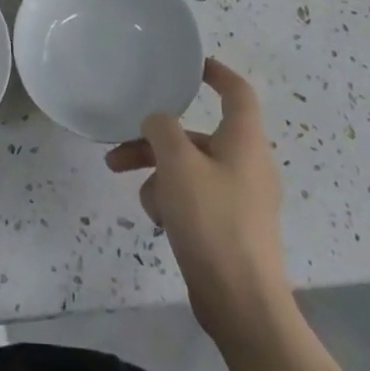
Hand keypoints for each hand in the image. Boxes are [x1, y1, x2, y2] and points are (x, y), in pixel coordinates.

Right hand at [105, 57, 288, 344]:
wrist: (243, 306)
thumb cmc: (213, 222)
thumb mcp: (177, 164)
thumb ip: (162, 129)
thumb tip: (158, 121)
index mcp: (245, 141)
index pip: (237, 91)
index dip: (215, 72)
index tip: (190, 65)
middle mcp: (247, 164)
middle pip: (198, 135)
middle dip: (157, 138)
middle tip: (122, 143)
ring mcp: (241, 199)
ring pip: (191, 168)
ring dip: (158, 172)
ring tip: (130, 186)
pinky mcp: (230, 228)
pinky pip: (196, 198)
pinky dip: (173, 200)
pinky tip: (157, 219)